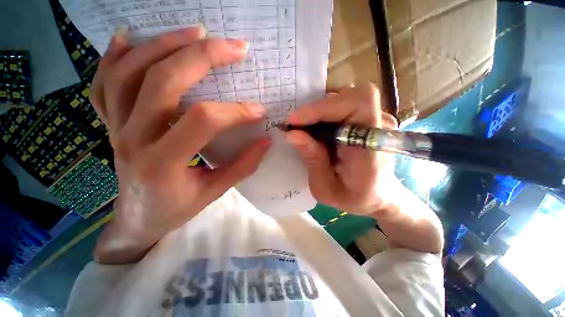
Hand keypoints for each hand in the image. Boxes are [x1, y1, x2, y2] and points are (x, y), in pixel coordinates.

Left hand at [91, 28, 270, 262]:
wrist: (137, 219)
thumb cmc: (176, 208)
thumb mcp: (214, 192)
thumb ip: (242, 166)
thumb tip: (266, 141)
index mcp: (163, 162)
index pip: (203, 121)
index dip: (235, 111)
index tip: (258, 110)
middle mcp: (132, 138)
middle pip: (163, 82)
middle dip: (202, 57)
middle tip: (232, 47)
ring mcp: (114, 127)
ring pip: (129, 72)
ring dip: (164, 45)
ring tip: (195, 32)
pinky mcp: (108, 123)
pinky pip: (103, 82)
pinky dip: (114, 55)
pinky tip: (131, 37)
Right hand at [286, 84, 398, 214]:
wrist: (378, 195)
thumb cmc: (354, 197)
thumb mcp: (326, 189)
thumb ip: (313, 161)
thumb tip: (292, 134)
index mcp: (372, 147)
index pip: (358, 104)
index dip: (324, 107)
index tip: (295, 121)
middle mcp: (380, 126)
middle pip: (350, 95)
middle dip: (318, 109)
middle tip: (297, 125)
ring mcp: (377, 119)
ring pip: (345, 97)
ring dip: (320, 110)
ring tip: (306, 128)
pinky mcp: (369, 118)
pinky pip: (345, 104)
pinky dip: (325, 112)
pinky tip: (317, 127)